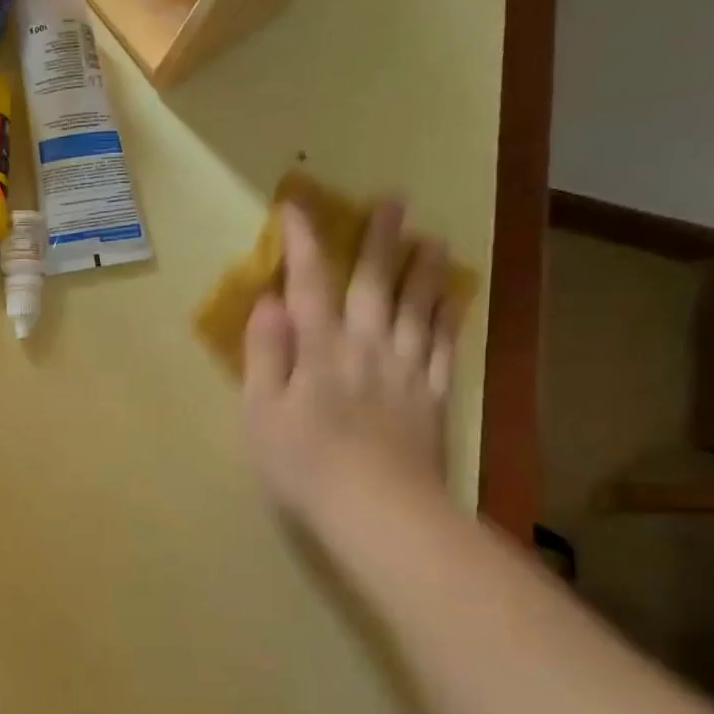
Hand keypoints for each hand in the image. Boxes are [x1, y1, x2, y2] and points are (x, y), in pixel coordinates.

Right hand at [242, 200, 459, 532]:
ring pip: (417, 307)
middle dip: (379, 241)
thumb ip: (265, 354)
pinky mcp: (432, 397)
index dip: (303, 243)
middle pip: (374, 284)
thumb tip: (268, 303)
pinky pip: (442, 346)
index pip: (309, 284)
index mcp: (319, 350)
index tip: (298, 207)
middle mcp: (366, 347)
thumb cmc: (303, 465)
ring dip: (423, 270)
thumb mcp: (261, 412)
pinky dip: (447, 318)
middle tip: (393, 201)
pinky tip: (452, 300)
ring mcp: (405, 370)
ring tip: (432, 238)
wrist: (378, 511)